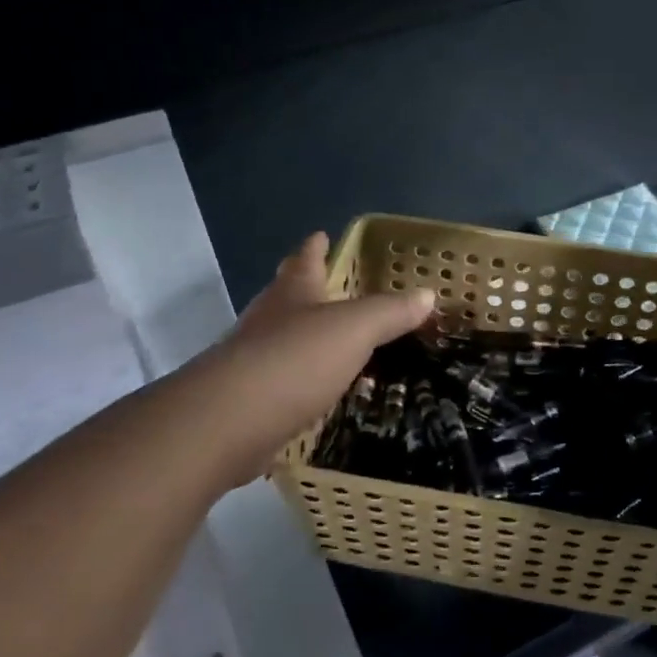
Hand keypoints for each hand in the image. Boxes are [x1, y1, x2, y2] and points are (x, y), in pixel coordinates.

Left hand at [194, 234, 434, 482]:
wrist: (229, 422)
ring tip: (331, 343)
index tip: (321, 235)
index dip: (315, 247)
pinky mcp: (248, 401)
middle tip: (329, 288)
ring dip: (303, 338)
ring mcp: (252, 360)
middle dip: (305, 289)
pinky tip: (316, 393)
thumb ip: (390, 312)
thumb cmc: (295, 360)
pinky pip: (281, 382)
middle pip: (286, 296)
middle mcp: (268, 320)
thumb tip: (427, 294)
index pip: (305, 260)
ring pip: (281, 339)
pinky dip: (299, 381)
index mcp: (292, 293)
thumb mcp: (355, 329)